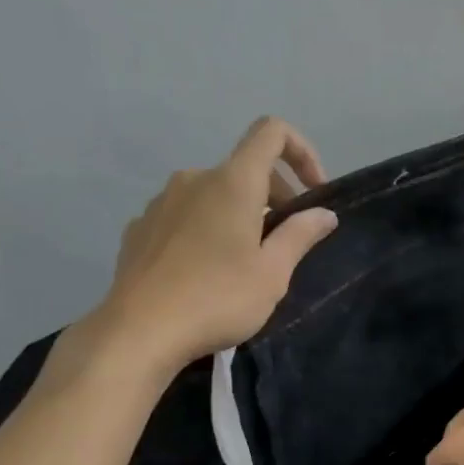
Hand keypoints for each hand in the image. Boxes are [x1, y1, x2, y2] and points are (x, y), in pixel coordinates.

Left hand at [65, 118, 336, 385]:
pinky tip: (207, 272)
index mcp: (232, 182)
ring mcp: (161, 202)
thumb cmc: (218, 298)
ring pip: (214, 195)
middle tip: (287, 242)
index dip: (301, 151)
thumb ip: (300, 235)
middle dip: (276, 196)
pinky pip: (186, 216)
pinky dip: (208, 230)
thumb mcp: (273, 273)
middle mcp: (194, 179)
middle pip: (245, 169)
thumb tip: (324, 214)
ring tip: (246, 263)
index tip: (314, 192)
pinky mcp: (141, 228)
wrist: (140, 331)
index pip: (271, 133)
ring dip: (240, 215)